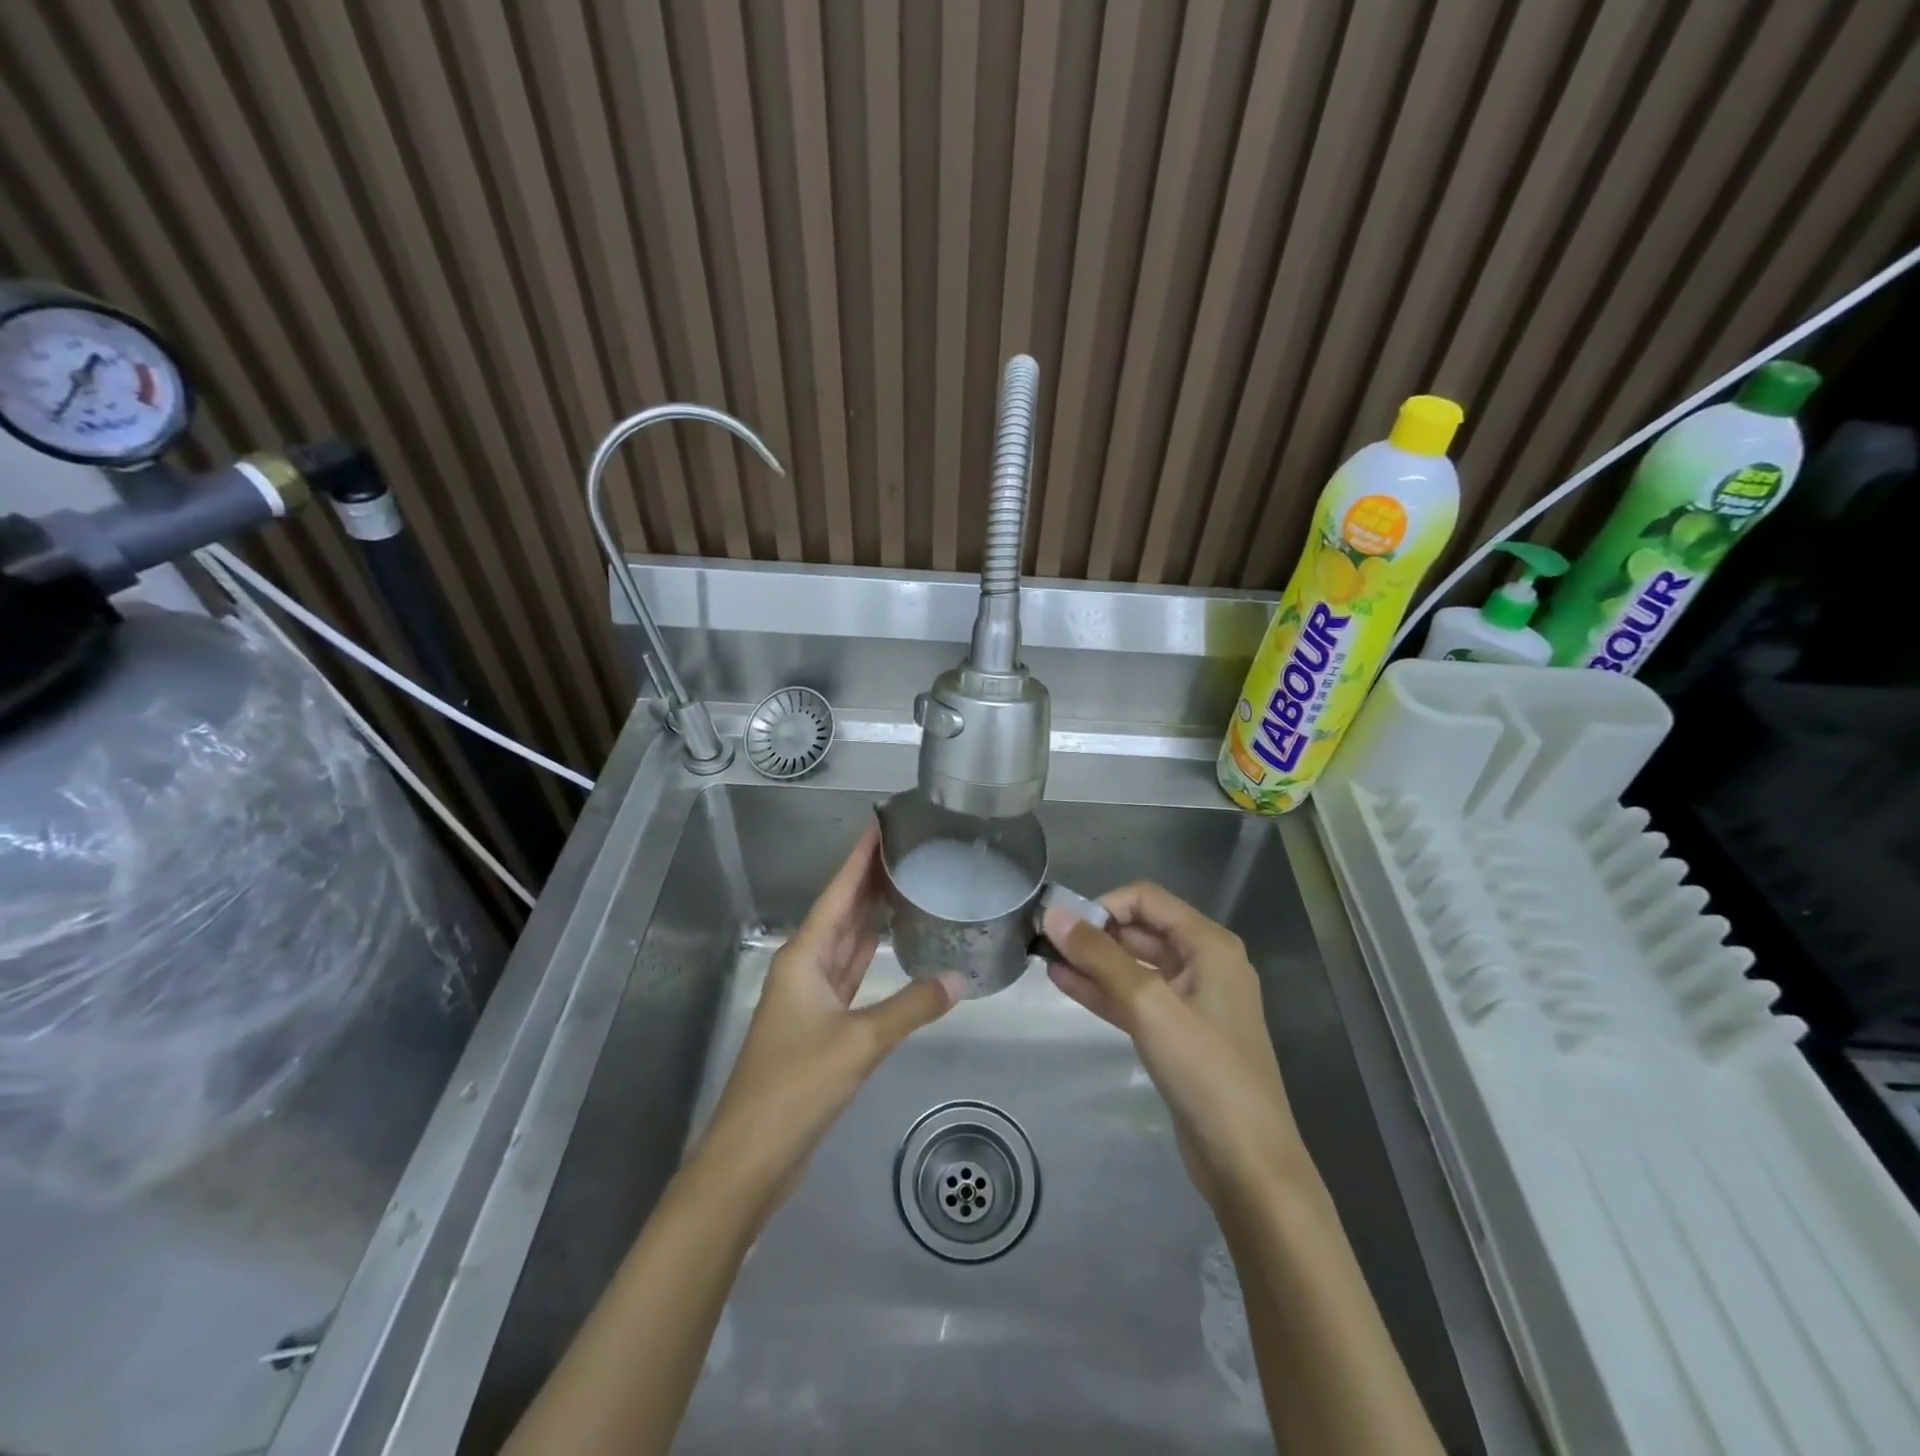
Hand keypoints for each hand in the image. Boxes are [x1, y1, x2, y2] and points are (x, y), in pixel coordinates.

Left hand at [694, 820, 960, 1212]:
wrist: (751, 1156)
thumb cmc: (796, 1087)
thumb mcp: (859, 1043)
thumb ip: (911, 1007)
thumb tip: (959, 979)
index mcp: (804, 957)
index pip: (838, 893)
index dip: (859, 858)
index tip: (879, 823)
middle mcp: (805, 968)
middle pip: (842, 912)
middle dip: (870, 880)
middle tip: (907, 849)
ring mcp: (811, 997)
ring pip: (847, 943)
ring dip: (871, 916)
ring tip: (906, 884)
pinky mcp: (821, 1025)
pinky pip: (851, 975)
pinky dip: (871, 957)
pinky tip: (893, 945)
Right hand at [1045, 882, 1307, 1212]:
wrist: (1248, 1164)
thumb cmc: (1206, 1073)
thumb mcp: (1150, 1006)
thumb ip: (1101, 957)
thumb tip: (1055, 914)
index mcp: (1209, 945)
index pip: (1147, 899)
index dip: (1104, 905)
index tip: (1064, 925)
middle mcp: (1203, 964)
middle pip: (1140, 930)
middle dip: (1094, 932)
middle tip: (1044, 939)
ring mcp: (1191, 1001)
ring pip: (1133, 966)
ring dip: (1093, 961)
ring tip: (1045, 957)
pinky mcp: (1177, 1035)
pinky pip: (1134, 999)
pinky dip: (1102, 990)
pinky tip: (1064, 983)